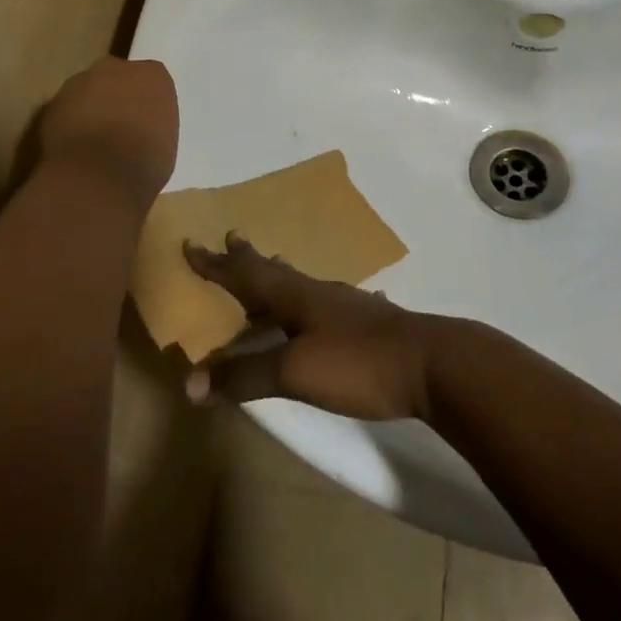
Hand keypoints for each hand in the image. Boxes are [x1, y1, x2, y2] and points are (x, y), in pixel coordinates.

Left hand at [38, 58, 178, 208]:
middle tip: (120, 128)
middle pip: (117, 77)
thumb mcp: (167, 143)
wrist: (96, 177)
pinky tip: (74, 149)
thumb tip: (141, 129)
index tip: (146, 123)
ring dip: (90, 108)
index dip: (147, 102)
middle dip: (117, 97)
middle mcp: (116, 68)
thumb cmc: (145, 163)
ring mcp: (80, 82)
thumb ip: (154, 124)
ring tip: (93, 142)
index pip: (153, 81)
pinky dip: (69, 123)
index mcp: (153, 75)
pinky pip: (66, 109)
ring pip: (87, 90)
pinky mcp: (53, 101)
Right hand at [182, 234, 432, 420]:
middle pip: (273, 269)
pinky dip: (320, 298)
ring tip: (271, 262)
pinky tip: (337, 302)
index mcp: (294, 297)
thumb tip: (189, 383)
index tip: (191, 243)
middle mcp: (317, 292)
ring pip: (303, 283)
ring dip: (280, 273)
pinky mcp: (370, 323)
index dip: (215, 264)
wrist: (431, 365)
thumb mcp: (294, 372)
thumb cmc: (357, 363)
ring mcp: (346, 305)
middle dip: (247, 257)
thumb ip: (244, 377)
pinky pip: (334, 302)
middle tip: (231, 236)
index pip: (244, 275)